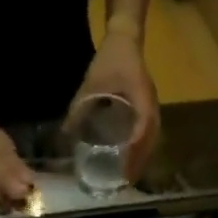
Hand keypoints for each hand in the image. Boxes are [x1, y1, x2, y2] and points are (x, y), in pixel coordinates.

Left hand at [69, 27, 158, 180]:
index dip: (135, 152)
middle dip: (140, 162)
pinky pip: (149, 132)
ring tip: (131, 173)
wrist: (125, 37)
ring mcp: (152, 107)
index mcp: (142, 100)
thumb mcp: (93, 82)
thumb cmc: (111, 59)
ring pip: (151, 138)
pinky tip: (132, 155)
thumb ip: (79, 107)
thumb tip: (65, 133)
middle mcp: (151, 107)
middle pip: (150, 141)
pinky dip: (142, 146)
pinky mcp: (148, 107)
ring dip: (142, 156)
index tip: (125, 169)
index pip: (142, 132)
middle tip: (127, 180)